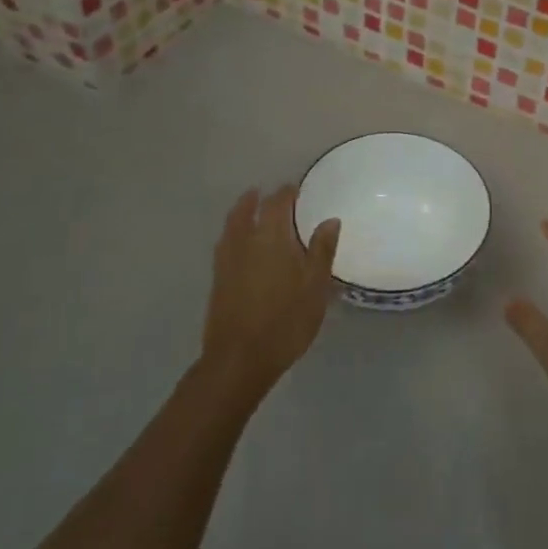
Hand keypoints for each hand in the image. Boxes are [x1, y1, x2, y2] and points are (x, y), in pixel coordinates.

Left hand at [201, 187, 339, 401]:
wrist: (239, 359)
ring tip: (251, 210)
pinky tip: (242, 246)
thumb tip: (330, 219)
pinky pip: (225, 245)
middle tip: (269, 194)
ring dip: (241, 213)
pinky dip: (234, 234)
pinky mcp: (217, 281)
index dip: (287, 193)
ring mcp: (226, 261)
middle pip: (246, 210)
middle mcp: (244, 242)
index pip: (277, 203)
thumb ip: (322, 250)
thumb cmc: (285, 320)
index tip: (296, 189)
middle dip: (258, 199)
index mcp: (270, 237)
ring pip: (231, 226)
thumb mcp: (315, 285)